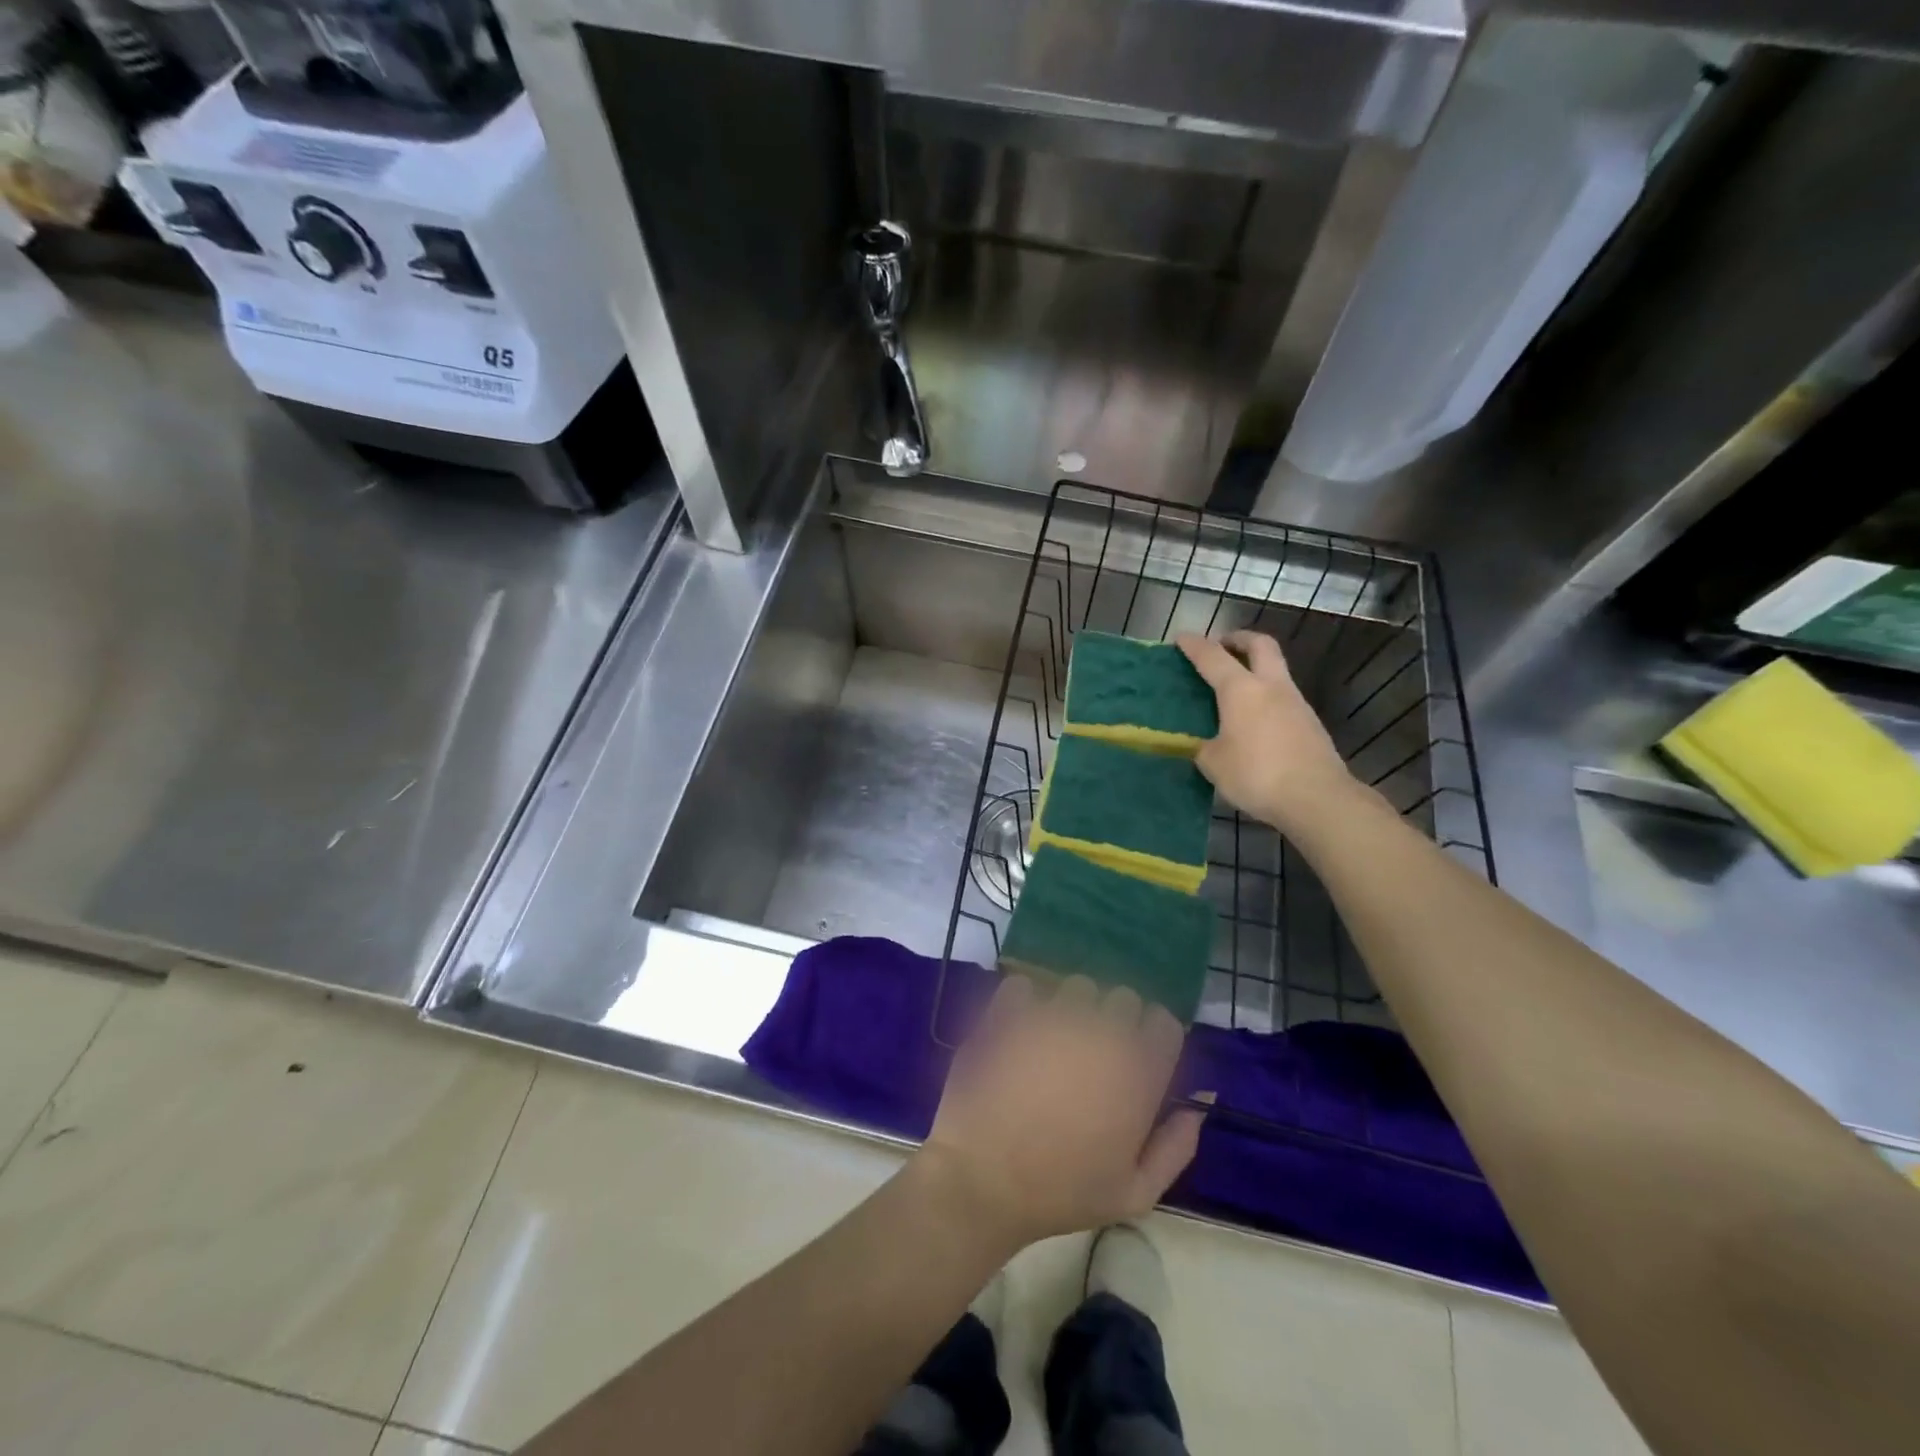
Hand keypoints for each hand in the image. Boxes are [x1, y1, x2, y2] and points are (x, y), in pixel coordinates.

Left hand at [919, 976, 1203, 1251]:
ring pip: (1077, 986)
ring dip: (1072, 1006)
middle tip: (1094, 1052)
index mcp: (1137, 1073)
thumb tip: (1200, 1102)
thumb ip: (1176, 1145)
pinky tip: (1018, 1029)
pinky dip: (1024, 1001)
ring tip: (1054, 1040)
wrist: (983, 1180)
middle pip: (1123, 997)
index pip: (1164, 1023)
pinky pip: (1025, 985)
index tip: (1137, 1057)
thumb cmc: (1063, 1193)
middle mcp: (1101, 1032)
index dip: (1152, 1037)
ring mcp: (1053, 1016)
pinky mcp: (1010, 1010)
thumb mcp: (1135, 1192)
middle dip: (1115, 1018)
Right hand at [1177, 631, 1358, 833]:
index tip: (1181, 638)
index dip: (1194, 645)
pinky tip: (1254, 720)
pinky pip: (1283, 697)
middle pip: (1260, 645)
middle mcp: (1271, 687)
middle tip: (1222, 646)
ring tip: (1235, 688)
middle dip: (1239, 639)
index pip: (1213, 657)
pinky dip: (1266, 696)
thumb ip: (1204, 747)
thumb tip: (1205, 745)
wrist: (1316, 798)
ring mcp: (1296, 703)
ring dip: (1256, 668)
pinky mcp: (1310, 724)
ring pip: (1276, 670)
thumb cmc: (1256, 774)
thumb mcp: (1214, 764)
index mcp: (1241, 690)